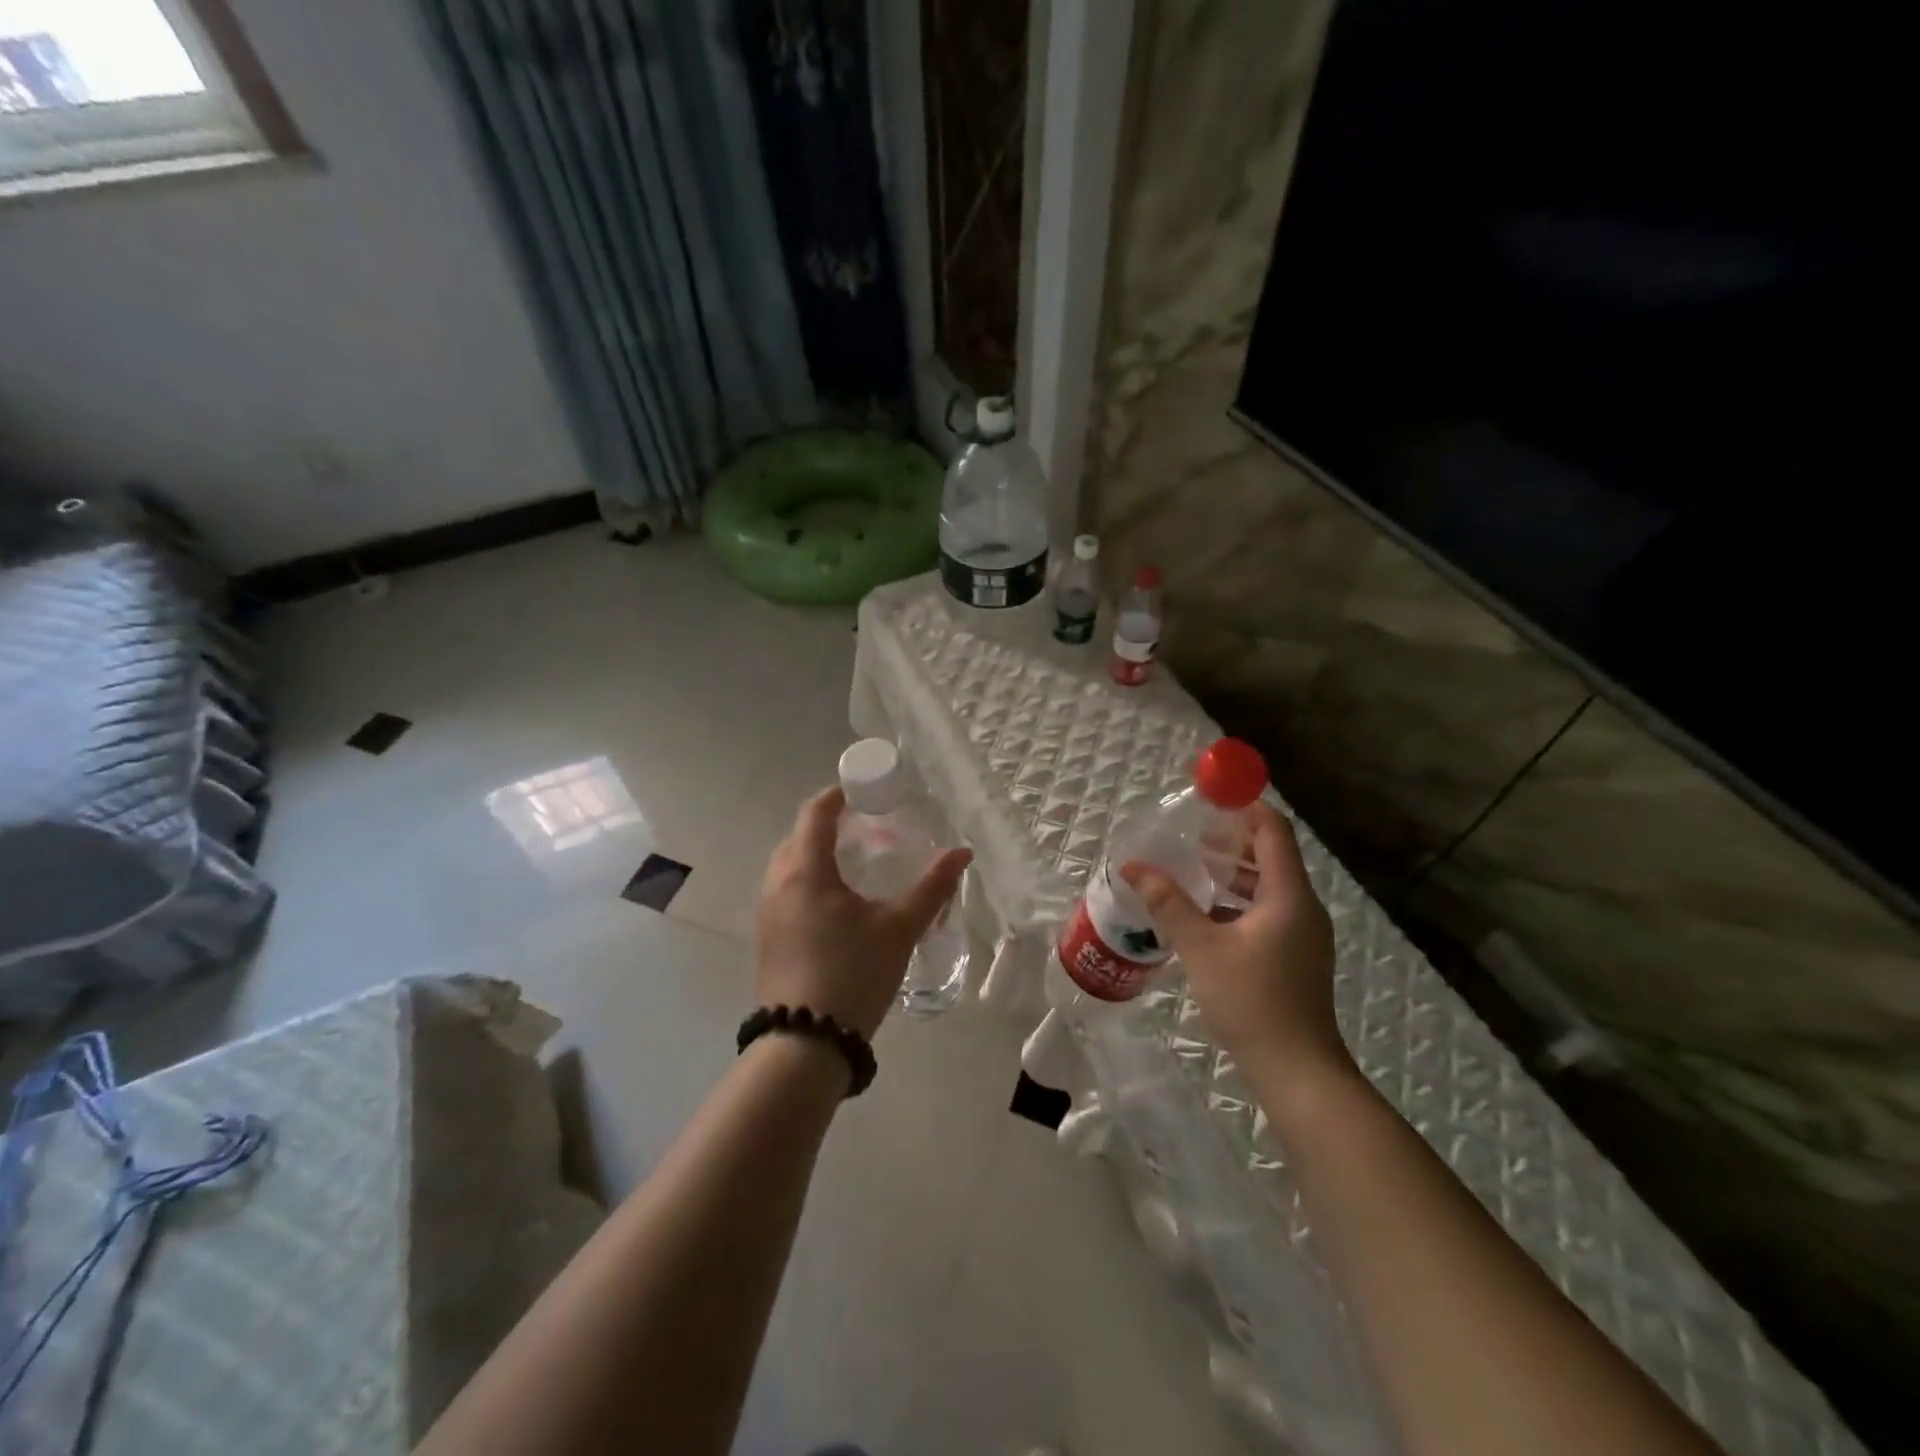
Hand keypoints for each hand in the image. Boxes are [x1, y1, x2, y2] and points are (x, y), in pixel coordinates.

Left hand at [755, 786, 971, 1039]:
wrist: (804, 1044)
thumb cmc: (853, 974)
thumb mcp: (899, 929)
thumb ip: (931, 888)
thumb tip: (962, 852)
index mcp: (805, 871)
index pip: (815, 813)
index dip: (839, 794)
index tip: (866, 788)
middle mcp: (778, 883)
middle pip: (798, 835)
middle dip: (829, 823)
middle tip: (868, 825)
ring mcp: (767, 912)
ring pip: (790, 864)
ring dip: (818, 852)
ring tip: (857, 861)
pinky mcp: (768, 937)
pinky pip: (786, 889)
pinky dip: (810, 878)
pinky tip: (839, 902)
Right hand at [1120, 802, 1351, 1108]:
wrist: (1297, 1070)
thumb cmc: (1251, 1000)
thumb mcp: (1201, 947)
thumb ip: (1168, 902)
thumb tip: (1132, 866)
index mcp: (1288, 895)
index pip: (1273, 831)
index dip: (1245, 808)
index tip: (1211, 798)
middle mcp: (1302, 907)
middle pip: (1272, 855)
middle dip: (1233, 840)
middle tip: (1191, 834)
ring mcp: (1303, 934)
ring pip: (1269, 886)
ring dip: (1233, 872)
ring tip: (1193, 867)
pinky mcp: (1296, 956)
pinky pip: (1268, 911)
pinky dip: (1239, 900)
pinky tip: (1206, 913)